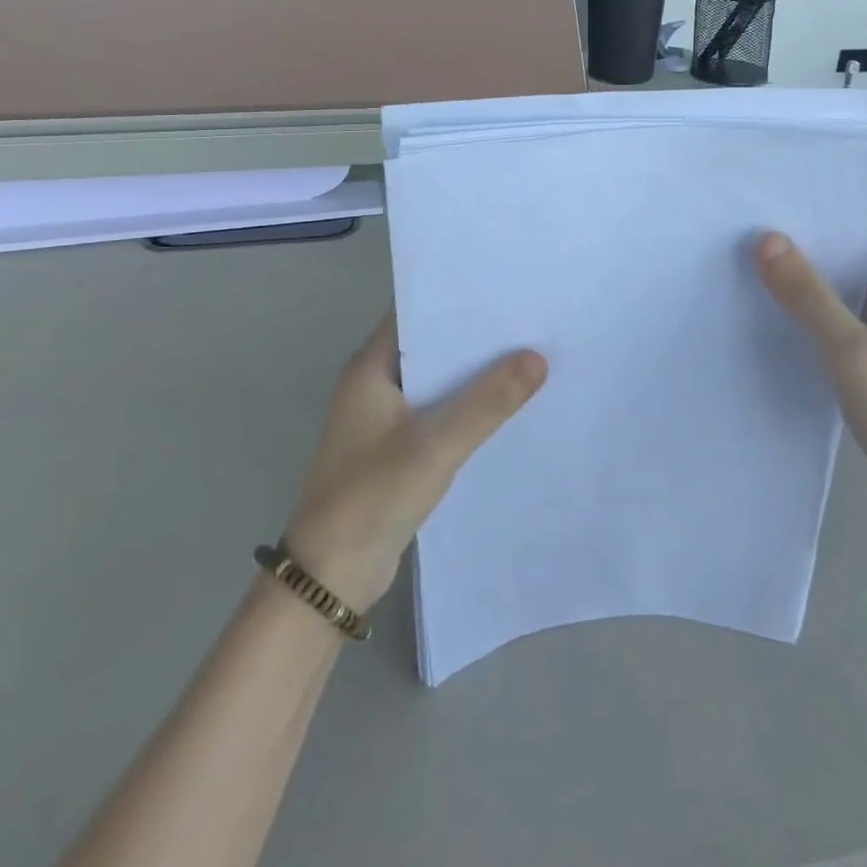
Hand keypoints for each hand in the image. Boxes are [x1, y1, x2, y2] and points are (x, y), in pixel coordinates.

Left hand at [282, 315, 546, 612]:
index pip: (415, 312)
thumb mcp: (435, 444)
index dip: (456, 297)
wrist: (330, 578)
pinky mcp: (396, 450)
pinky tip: (506, 409)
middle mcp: (375, 385)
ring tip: (529, 357)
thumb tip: (537, 357)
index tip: (504, 288)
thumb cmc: (373, 496)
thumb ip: (487, 402)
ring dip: (474, 375)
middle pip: (431, 347)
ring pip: (438, 384)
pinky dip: (467, 409)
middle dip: (475, 336)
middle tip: (529, 321)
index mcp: (370, 368)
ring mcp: (384, 419)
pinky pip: (438, 415)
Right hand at [754, 192, 866, 547]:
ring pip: (861, 279)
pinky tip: (781, 305)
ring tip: (763, 247)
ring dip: (821, 265)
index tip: (807, 176)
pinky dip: (822, 303)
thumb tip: (765, 238)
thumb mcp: (852, 352)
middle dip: (828, 222)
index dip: (862, 186)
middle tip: (767, 208)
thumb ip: (808, 295)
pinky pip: (853, 314)